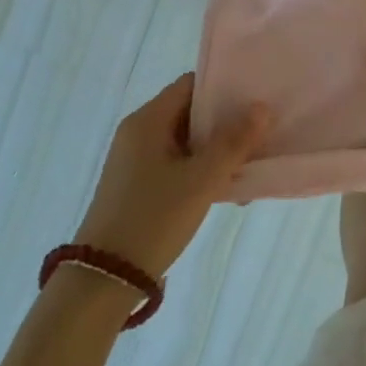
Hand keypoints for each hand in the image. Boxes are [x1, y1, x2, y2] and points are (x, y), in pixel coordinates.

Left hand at [75, 75, 270, 277]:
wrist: (104, 280)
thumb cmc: (154, 218)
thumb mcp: (201, 180)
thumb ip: (233, 141)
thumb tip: (261, 107)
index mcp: (148, 120)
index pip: (190, 85)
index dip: (222, 89)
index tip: (253, 101)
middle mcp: (138, 133)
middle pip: (189, 113)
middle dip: (225, 125)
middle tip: (258, 137)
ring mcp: (135, 161)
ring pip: (185, 143)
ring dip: (215, 152)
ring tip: (247, 170)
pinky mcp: (136, 186)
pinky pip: (175, 165)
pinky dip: (199, 171)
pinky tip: (224, 191)